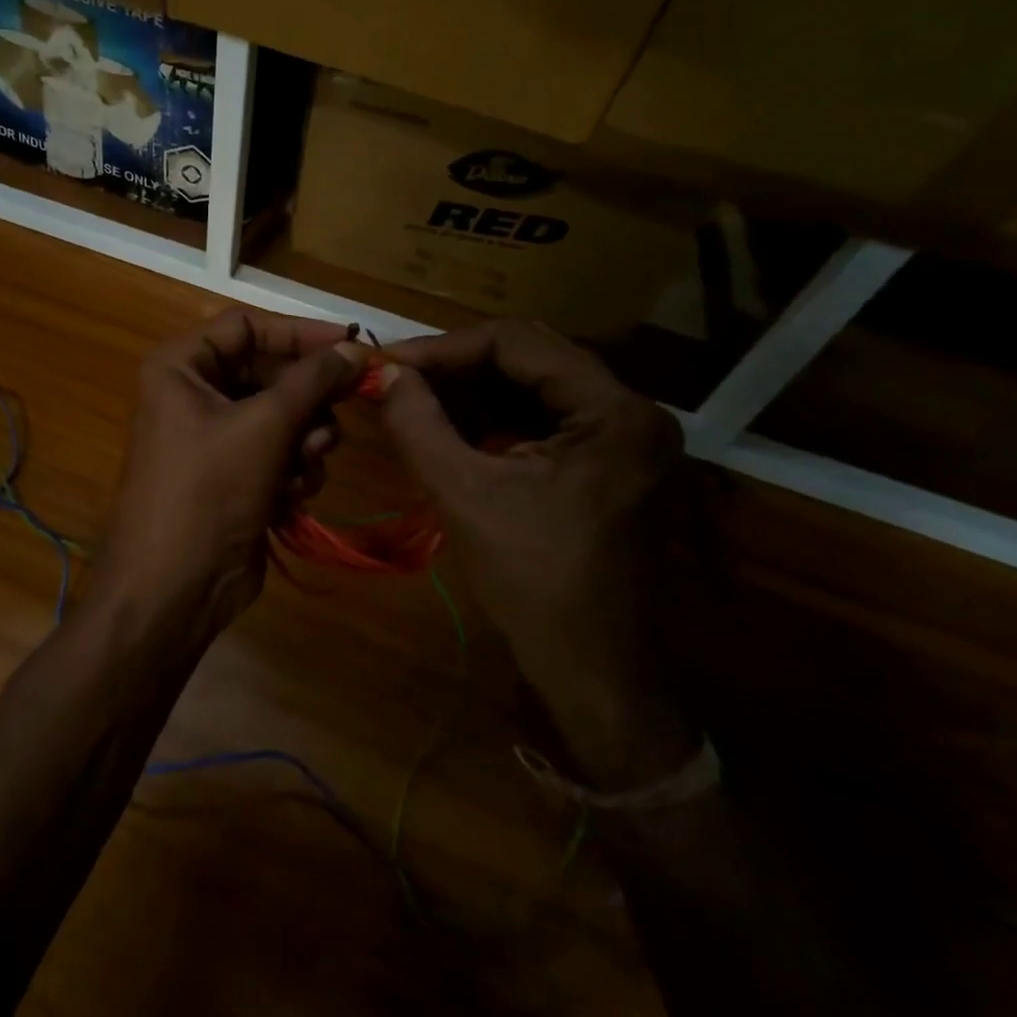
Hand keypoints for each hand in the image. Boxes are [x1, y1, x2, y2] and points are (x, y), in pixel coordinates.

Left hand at [99, 309, 368, 630]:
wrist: (173, 588)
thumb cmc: (208, 491)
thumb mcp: (264, 426)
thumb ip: (312, 380)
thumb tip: (354, 347)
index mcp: (181, 366)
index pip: (247, 326)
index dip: (299, 333)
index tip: (351, 344)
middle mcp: (193, 393)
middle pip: (268, 372)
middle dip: (305, 399)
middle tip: (340, 411)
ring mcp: (213, 436)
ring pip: (281, 414)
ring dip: (303, 439)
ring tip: (304, 464)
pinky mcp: (233, 474)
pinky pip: (278, 451)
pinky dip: (292, 468)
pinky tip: (292, 495)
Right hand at [377, 320, 696, 788]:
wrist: (598, 674)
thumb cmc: (535, 585)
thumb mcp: (464, 495)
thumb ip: (418, 423)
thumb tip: (386, 374)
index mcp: (613, 412)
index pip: (517, 342)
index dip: (445, 347)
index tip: (391, 363)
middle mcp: (631, 410)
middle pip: (530, 357)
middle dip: (457, 366)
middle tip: (399, 378)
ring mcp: (625, 437)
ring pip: (534, 385)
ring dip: (472, 389)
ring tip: (415, 398)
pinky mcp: (610, 461)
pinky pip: (543, 417)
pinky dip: (493, 416)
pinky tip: (450, 425)